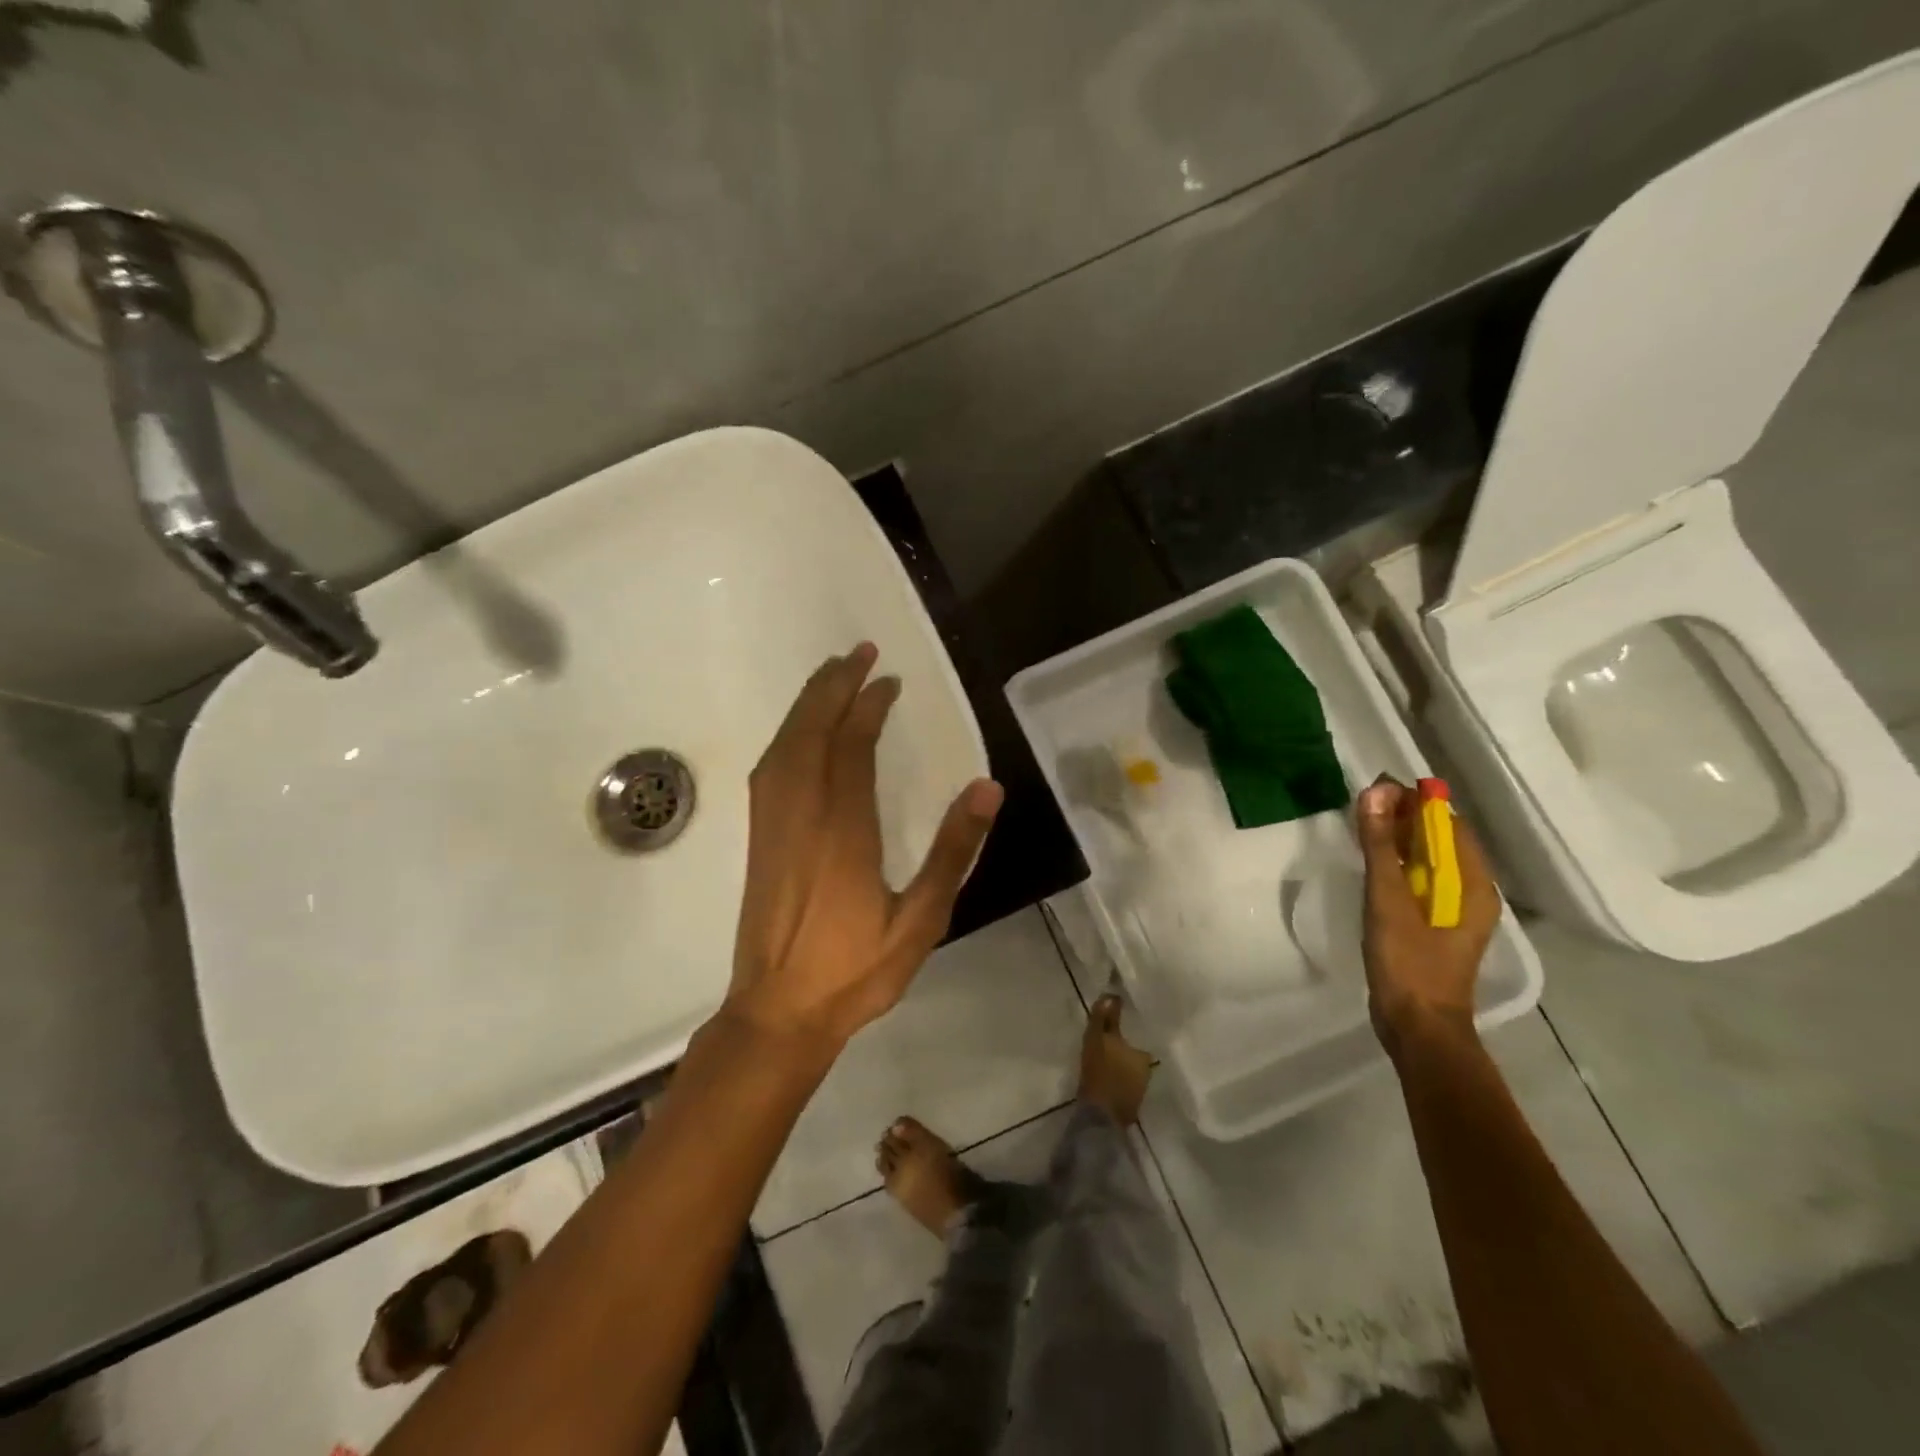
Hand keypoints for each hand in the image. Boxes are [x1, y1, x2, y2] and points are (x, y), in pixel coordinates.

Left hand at [725, 642, 1003, 1050]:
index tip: (889, 681)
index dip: (869, 707)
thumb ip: (952, 852)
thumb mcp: (921, 921)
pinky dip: (787, 735)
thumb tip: (987, 789)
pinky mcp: (759, 839)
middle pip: (811, 731)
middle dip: (833, 686)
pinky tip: (800, 733)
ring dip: (808, 704)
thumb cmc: (855, 970)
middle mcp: (801, 813)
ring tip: (832, 675)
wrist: (778, 1012)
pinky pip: (770, 769)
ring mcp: (772, 825)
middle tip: (858, 653)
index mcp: (842, 829)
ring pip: (784, 745)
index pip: (852, 747)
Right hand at [1355, 776, 1500, 1057]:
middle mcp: (1473, 891)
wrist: (1418, 1026)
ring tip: (1364, 825)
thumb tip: (1375, 793)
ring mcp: (1456, 910)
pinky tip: (1373, 863)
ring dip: (1400, 839)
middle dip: (1406, 817)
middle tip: (1364, 803)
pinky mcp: (1436, 925)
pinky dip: (1399, 864)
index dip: (1416, 801)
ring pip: (1429, 860)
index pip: (1448, 823)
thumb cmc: (1408, 962)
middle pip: (1441, 840)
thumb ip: (1382, 846)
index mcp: (1474, 883)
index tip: (1377, 787)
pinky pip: (1421, 881)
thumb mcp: (1389, 899)